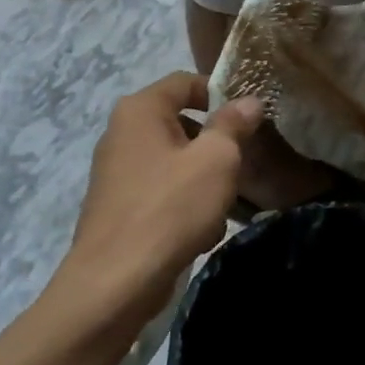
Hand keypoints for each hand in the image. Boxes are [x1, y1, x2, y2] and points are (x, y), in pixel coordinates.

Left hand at [66, 73, 263, 324]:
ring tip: (221, 208)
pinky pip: (160, 192)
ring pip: (174, 162)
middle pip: (180, 123)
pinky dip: (182, 205)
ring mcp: (116, 171)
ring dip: (202, 180)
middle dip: (214, 145)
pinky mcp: (117, 206)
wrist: (115, 283)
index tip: (247, 121)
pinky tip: (198, 233)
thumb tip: (249, 101)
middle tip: (240, 166)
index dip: (220, 95)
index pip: (186, 82)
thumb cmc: (170, 208)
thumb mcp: (216, 160)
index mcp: (140, 110)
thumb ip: (233, 125)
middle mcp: (121, 132)